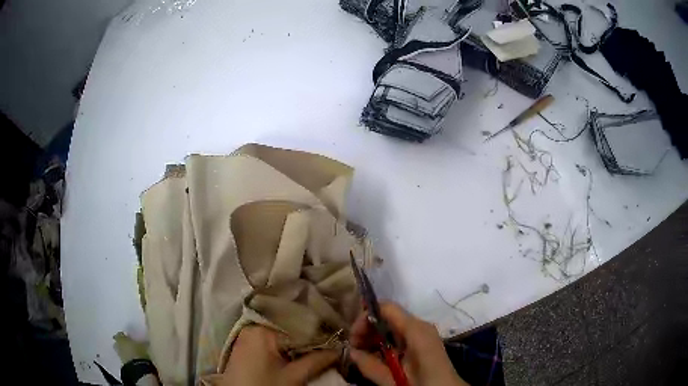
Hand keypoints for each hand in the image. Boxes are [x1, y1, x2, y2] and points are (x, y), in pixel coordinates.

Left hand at [222, 326, 338, 385]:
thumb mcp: (293, 377)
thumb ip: (316, 361)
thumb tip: (338, 350)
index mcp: (263, 331)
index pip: (298, 325)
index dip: (319, 332)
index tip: (336, 337)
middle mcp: (253, 327)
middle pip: (288, 328)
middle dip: (308, 336)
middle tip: (329, 342)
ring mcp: (247, 336)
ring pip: (280, 334)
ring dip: (297, 341)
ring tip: (317, 347)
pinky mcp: (246, 345)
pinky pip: (269, 339)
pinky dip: (284, 345)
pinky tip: (296, 352)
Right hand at [349, 302, 468, 385]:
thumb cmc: (424, 385)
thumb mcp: (394, 380)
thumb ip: (371, 367)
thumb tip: (351, 352)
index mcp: (416, 330)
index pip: (387, 308)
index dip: (365, 317)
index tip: (353, 337)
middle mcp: (420, 326)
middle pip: (388, 316)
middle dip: (367, 328)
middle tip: (354, 348)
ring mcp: (423, 333)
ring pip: (392, 326)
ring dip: (374, 336)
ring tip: (362, 353)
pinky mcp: (423, 342)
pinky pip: (400, 335)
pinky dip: (385, 342)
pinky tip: (377, 356)